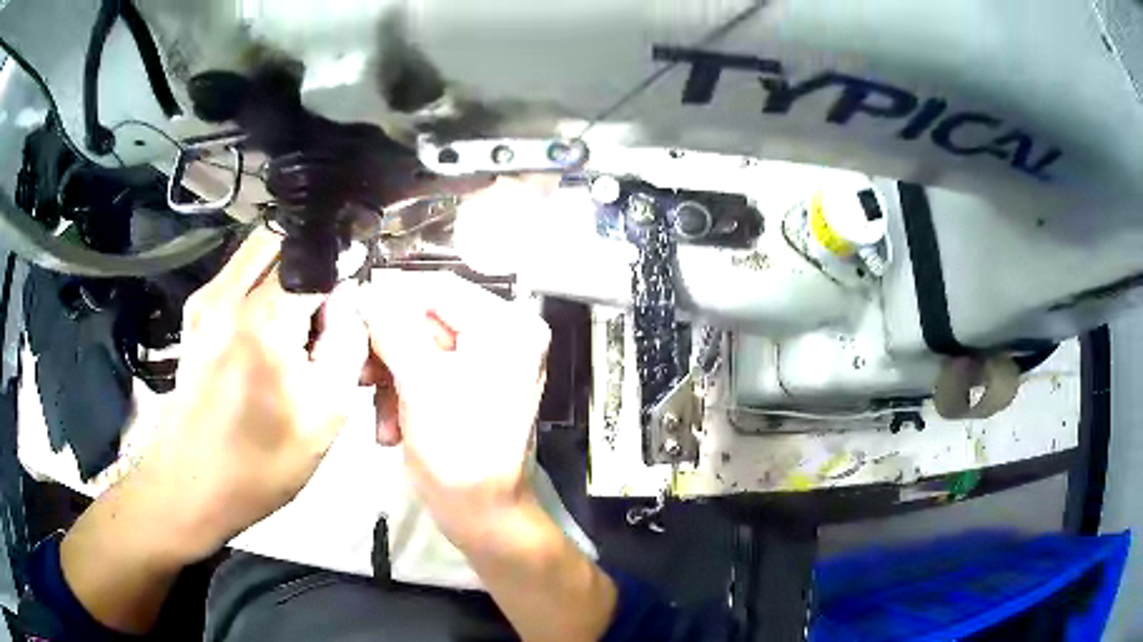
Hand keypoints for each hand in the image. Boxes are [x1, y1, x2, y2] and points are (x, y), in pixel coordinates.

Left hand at [137, 228, 367, 557]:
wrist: (190, 486)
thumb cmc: (260, 463)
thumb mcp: (326, 417)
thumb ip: (348, 344)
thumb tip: (348, 299)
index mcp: (263, 320)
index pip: (320, 257)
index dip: (343, 276)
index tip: (347, 309)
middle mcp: (228, 293)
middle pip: (287, 238)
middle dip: (314, 266)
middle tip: (320, 318)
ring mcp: (204, 299)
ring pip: (262, 251)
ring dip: (287, 275)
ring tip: (292, 329)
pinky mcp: (194, 312)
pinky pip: (239, 273)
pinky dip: (262, 287)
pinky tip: (264, 337)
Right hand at [358, 271, 549, 548]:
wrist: (481, 516)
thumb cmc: (458, 453)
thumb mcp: (420, 385)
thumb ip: (392, 329)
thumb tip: (366, 290)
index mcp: (507, 327)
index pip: (439, 288)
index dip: (392, 297)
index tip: (352, 310)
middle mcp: (504, 336)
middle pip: (427, 319)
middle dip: (387, 350)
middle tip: (359, 371)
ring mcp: (488, 364)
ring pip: (419, 348)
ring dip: (389, 378)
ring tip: (376, 411)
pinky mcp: (470, 388)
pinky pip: (425, 373)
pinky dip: (402, 395)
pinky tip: (389, 429)